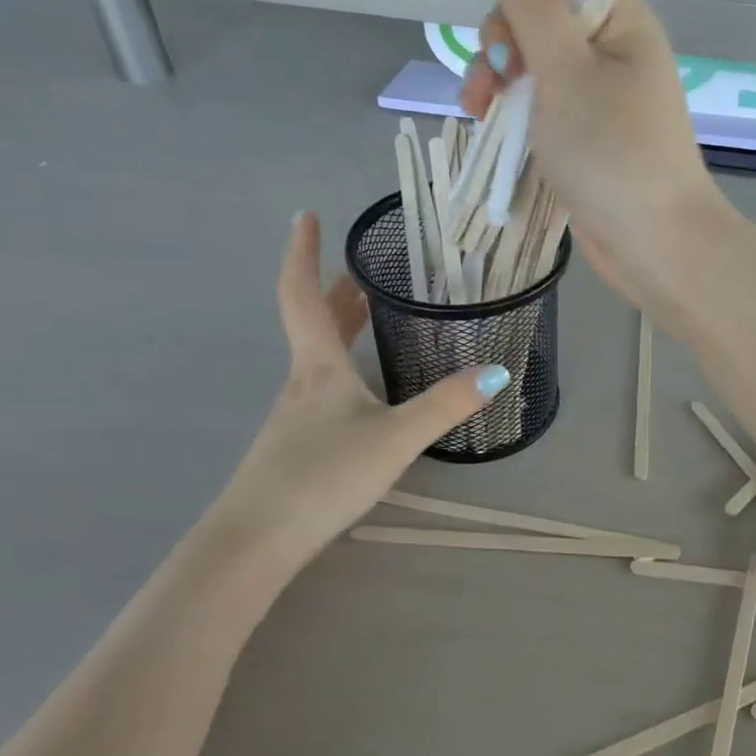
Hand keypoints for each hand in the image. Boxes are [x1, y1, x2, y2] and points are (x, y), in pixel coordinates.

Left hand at [213, 211, 509, 570]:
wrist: (256, 540)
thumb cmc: (323, 475)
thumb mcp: (396, 437)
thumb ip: (447, 404)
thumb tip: (498, 371)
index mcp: (318, 366)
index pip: (302, 294)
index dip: (303, 252)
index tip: (306, 215)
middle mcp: (302, 381)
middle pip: (314, 321)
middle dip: (334, 288)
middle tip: (361, 265)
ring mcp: (295, 414)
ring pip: (318, 354)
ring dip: (340, 325)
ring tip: (370, 312)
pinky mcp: (297, 442)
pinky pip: (323, 385)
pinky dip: (344, 363)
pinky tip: (366, 389)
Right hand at [458, 0, 723, 303]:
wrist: (654, 243)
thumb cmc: (612, 152)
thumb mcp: (565, 70)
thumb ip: (532, 2)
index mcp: (621, 20)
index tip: (505, 39)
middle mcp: (615, 52)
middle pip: (541, 23)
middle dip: (502, 46)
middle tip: (489, 85)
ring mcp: (602, 100)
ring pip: (537, 70)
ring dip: (500, 82)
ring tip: (478, 112)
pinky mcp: (589, 140)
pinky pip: (545, 110)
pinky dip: (517, 116)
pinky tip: (492, 129)